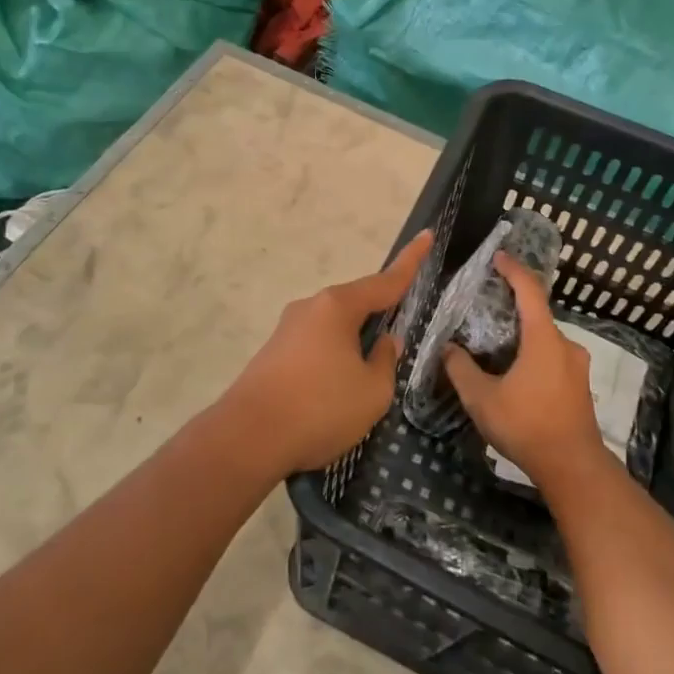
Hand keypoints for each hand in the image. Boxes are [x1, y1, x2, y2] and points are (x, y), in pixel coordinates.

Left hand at [227, 230, 433, 476]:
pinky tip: (334, 393)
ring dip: (353, 346)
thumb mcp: (372, 391)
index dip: (410, 261)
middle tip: (398, 339)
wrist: (247, 439)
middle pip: (356, 304)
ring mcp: (287, 330)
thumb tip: (384, 342)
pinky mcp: (272, 354)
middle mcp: (310, 308)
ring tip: (365, 383)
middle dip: (379, 316)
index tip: (427, 235)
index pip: (385, 281)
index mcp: (337, 307)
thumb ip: (385, 361)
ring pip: (334, 329)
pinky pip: (315, 347)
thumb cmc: (319, 408)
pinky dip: (332, 361)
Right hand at [444, 252, 607, 496]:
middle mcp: (565, 345)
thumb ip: (461, 369)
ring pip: (544, 339)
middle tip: (484, 308)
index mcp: (544, 339)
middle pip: (538, 315)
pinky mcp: (579, 386)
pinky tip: (514, 373)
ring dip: (521, 335)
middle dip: (512, 307)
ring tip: (494, 345)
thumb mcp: (482, 399)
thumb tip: (448, 349)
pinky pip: (552, 357)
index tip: (497, 257)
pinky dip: (532, 354)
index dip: (513, 270)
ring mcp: (576, 366)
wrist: (574, 468)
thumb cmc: (527, 426)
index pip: (530, 291)